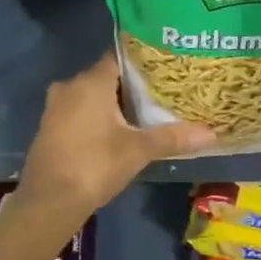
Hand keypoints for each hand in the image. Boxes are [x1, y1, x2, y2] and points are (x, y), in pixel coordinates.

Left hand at [16, 53, 215, 218]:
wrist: (48, 202)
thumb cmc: (95, 165)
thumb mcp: (138, 151)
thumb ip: (173, 137)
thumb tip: (212, 133)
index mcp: (91, 81)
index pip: (120, 57)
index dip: (143, 61)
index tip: (165, 67)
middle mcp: (70, 86)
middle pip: (106, 77)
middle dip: (131, 85)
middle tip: (161, 92)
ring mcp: (55, 108)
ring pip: (91, 96)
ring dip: (113, 104)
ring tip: (144, 113)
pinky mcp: (49, 128)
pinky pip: (78, 112)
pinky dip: (97, 117)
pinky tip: (116, 132)